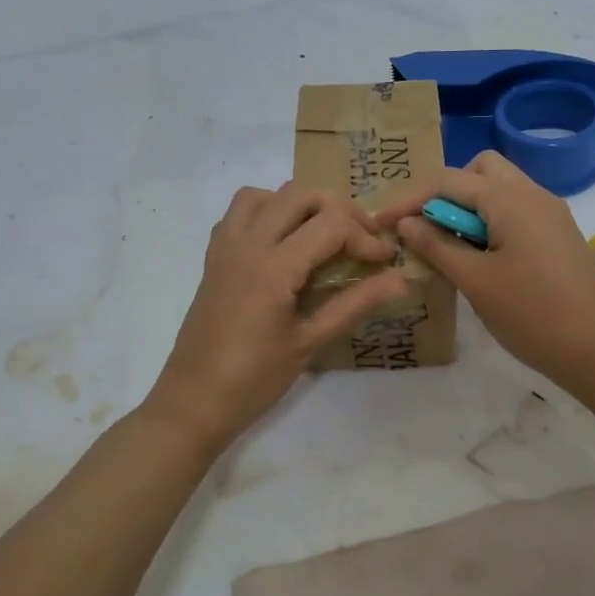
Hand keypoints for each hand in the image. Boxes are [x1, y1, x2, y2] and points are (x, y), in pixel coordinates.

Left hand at [144, 183, 408, 451]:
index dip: (365, 237)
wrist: (194, 401)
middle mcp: (248, 244)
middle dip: (339, 209)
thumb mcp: (310, 343)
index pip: (331, 224)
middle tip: (362, 239)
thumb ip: (355, 304)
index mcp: (273, 267)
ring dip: (300, 204)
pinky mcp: (214, 256)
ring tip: (322, 233)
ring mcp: (226, 247)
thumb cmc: (254, 379)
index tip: (385, 260)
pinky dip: (267, 210)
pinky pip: (240, 211)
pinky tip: (283, 242)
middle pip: (300, 194)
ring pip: (266, 194)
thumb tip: (400, 280)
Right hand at [376, 152, 594, 392]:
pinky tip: (479, 256)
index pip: (448, 180)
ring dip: (469, 207)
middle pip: (480, 170)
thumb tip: (406, 222)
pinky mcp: (558, 234)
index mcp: (510, 200)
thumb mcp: (475, 281)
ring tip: (449, 245)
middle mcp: (533, 194)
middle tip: (428, 227)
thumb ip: (437, 245)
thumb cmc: (532, 314)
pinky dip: (490, 220)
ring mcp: (550, 213)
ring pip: (500, 188)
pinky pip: (516, 210)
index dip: (410, 198)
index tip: (382, 223)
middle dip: (446, 191)